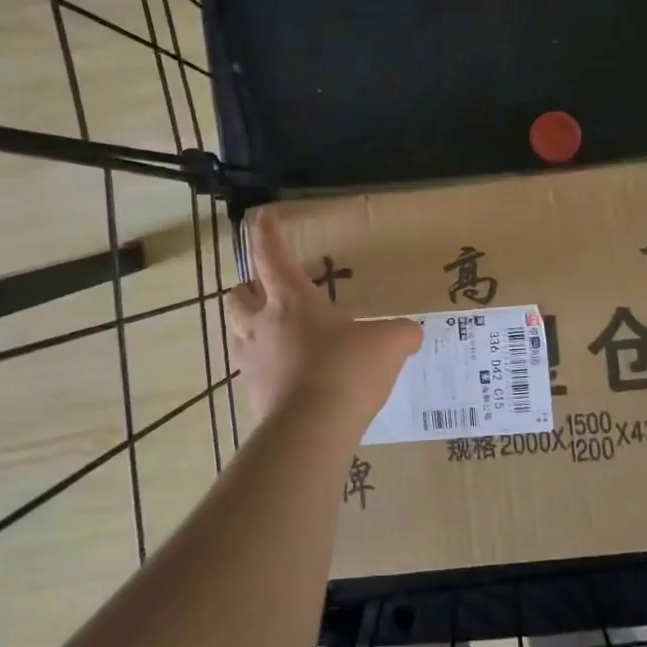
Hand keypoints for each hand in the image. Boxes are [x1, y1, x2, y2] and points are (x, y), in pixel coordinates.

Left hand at [225, 211, 420, 424]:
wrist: (312, 431)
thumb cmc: (346, 370)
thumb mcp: (389, 343)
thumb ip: (402, 332)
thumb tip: (412, 332)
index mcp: (291, 300)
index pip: (270, 254)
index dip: (265, 232)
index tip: (262, 216)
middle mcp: (262, 325)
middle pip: (236, 295)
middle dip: (247, 288)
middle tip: (267, 291)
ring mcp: (252, 362)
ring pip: (235, 332)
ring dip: (248, 325)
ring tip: (273, 331)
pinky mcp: (252, 396)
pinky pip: (250, 370)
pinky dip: (263, 365)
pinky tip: (287, 374)